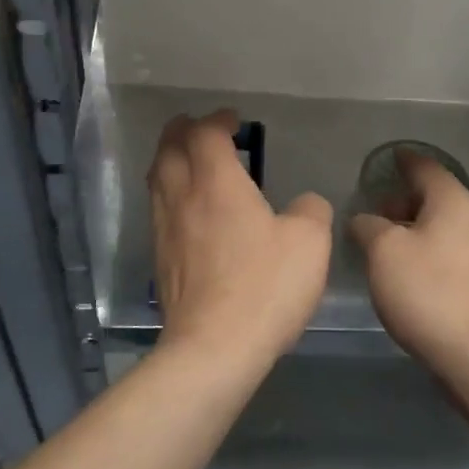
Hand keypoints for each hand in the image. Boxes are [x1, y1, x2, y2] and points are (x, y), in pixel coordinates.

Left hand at [149, 110, 333, 371]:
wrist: (213, 348)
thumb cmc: (263, 286)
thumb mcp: (309, 243)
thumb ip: (311, 211)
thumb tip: (305, 204)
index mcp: (216, 183)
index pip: (205, 134)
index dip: (217, 120)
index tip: (233, 120)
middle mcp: (182, 197)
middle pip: (168, 148)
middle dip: (182, 131)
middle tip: (199, 128)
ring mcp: (165, 229)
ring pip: (157, 178)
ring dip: (170, 160)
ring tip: (188, 161)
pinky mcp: (160, 260)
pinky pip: (158, 208)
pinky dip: (169, 192)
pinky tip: (187, 210)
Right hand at [350, 153, 468, 381]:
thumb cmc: (428, 292)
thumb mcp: (384, 251)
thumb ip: (368, 226)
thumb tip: (365, 220)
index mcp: (454, 202)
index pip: (426, 167)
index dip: (404, 160)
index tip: (388, 158)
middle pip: (436, 196)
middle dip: (404, 199)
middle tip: (375, 210)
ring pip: (444, 226)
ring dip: (415, 227)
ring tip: (385, 242)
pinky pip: (451, 251)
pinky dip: (428, 249)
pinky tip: (408, 270)